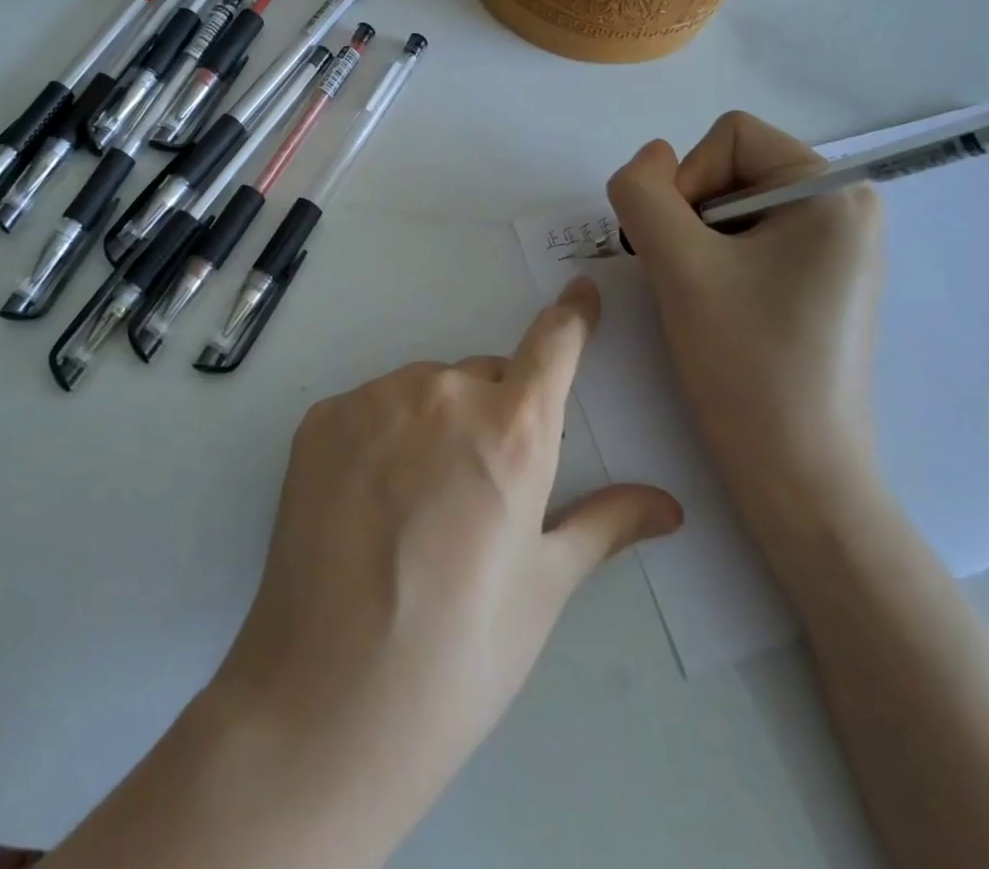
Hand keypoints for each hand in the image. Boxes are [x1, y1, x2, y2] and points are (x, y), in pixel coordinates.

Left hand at [206, 280, 682, 855]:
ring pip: (424, 391)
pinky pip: (370, 408)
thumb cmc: (460, 652)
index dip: (572, 317)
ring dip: (433, 424)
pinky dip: (380, 436)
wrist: (327, 697)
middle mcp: (443, 394)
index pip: (553, 345)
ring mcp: (374, 399)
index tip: (581, 292)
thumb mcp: (543, 589)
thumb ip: (604, 526)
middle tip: (477, 493)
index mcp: (513, 430)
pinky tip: (367, 503)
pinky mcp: (321, 417)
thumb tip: (667, 505)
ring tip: (415, 510)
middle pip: (484, 378)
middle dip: (494, 414)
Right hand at [605, 111, 883, 525]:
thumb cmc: (746, 363)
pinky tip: (716, 312)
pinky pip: (748, 244)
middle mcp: (845, 210)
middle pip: (730, 170)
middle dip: (688, 217)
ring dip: (694, 245)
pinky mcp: (818, 286)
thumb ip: (644, 193)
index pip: (728, 137)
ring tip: (699, 300)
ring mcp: (834, 251)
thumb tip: (647, 159)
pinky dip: (714, 266)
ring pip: (730, 210)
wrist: (798, 475)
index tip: (680, 249)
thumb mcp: (678, 265)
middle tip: (684, 279)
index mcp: (832, 192)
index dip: (684, 182)